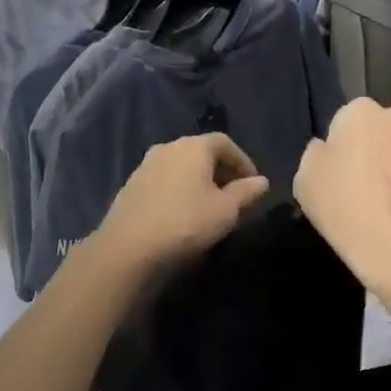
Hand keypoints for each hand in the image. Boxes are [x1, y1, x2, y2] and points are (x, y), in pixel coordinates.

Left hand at [93, 133, 270, 273]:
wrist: (129, 248)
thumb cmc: (185, 223)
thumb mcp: (225, 210)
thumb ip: (246, 192)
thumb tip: (261, 181)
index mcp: (192, 147)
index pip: (224, 143)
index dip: (243, 161)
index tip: (253, 184)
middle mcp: (166, 148)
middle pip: (200, 153)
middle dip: (220, 172)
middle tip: (234, 197)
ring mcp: (144, 167)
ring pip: (180, 168)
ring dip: (197, 182)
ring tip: (209, 207)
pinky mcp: (130, 187)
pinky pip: (163, 182)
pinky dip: (178, 191)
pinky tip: (182, 214)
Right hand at [294, 101, 390, 292]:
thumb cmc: (343, 207)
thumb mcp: (305, 179)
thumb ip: (318, 154)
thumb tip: (328, 148)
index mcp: (361, 112)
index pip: (349, 118)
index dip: (344, 144)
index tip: (340, 169)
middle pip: (388, 128)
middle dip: (381, 146)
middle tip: (369, 182)